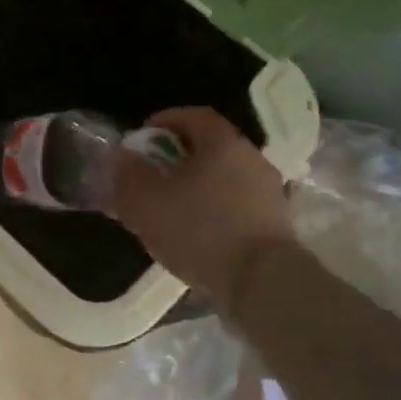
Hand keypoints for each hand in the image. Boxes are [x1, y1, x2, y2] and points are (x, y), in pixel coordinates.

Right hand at [111, 106, 296, 303]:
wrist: (262, 284)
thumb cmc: (199, 230)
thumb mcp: (144, 202)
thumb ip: (128, 174)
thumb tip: (124, 157)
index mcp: (222, 143)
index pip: (194, 115)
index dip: (165, 120)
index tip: (142, 138)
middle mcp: (251, 159)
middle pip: (211, 146)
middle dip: (178, 156)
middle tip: (152, 174)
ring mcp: (269, 192)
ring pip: (224, 176)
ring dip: (197, 185)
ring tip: (171, 208)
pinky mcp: (276, 224)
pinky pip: (237, 204)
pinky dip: (214, 208)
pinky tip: (196, 232)